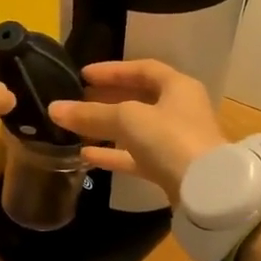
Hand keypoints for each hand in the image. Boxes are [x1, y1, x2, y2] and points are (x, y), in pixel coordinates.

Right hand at [48, 59, 227, 203]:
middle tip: (77, 100)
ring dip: (107, 128)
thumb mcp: (127, 119)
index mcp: (178, 87)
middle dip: (106, 100)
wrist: (206, 191)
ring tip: (76, 128)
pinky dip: (113, 154)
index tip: (83, 75)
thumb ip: (91, 114)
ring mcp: (176, 141)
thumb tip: (54, 109)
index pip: (143, 69)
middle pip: (139, 99)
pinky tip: (86, 156)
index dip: (112, 70)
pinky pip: (136, 156)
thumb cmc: (170, 139)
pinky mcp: (170, 169)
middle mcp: (180, 110)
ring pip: (136, 130)